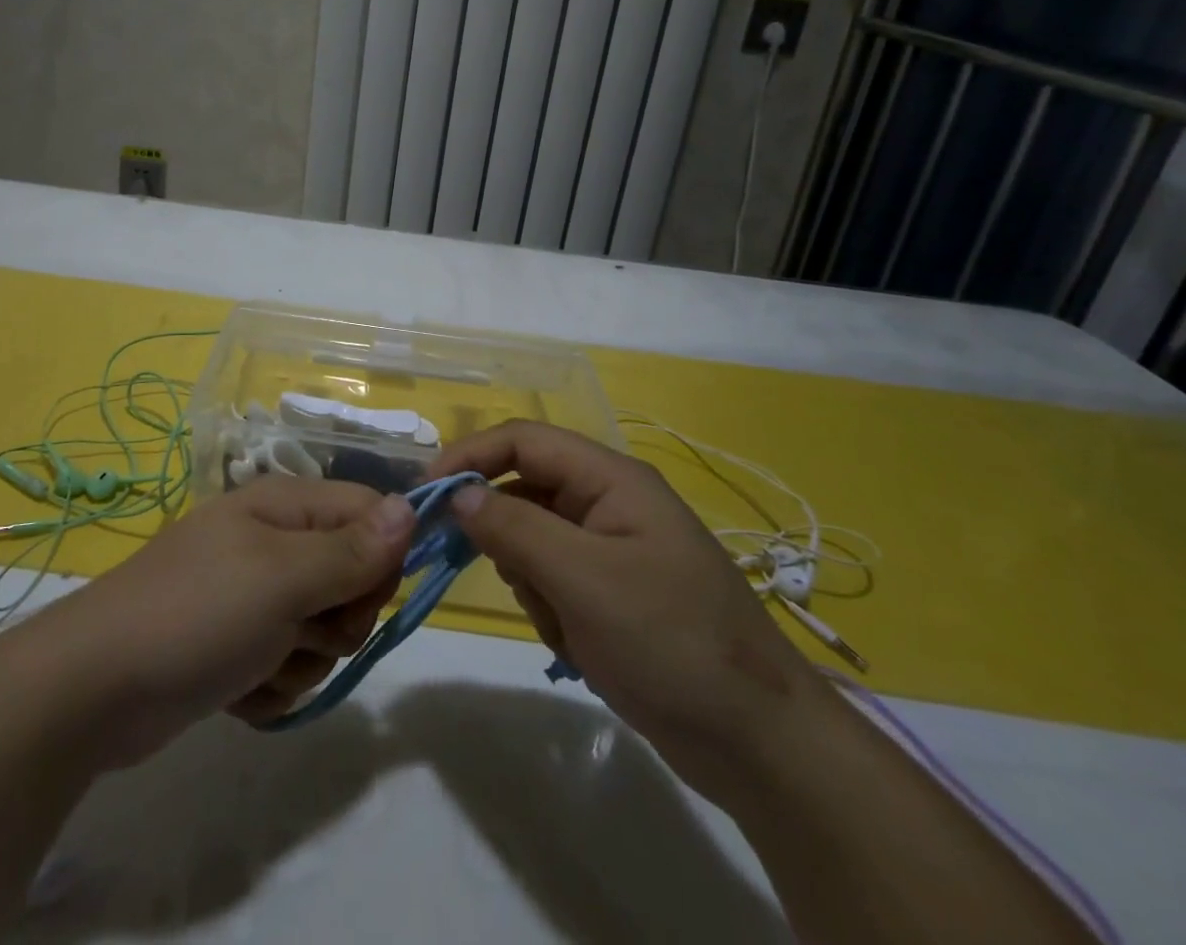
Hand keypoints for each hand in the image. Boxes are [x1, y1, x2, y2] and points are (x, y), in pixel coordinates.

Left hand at [21, 478, 414, 767]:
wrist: (94, 688)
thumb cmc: (197, 614)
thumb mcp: (283, 578)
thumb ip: (352, 549)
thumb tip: (412, 507)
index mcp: (284, 507)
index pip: (369, 513)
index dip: (382, 557)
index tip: (368, 598)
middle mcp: (274, 543)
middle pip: (352, 577)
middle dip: (338, 619)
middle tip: (302, 630)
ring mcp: (253, 596)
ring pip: (323, 631)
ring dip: (302, 660)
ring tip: (257, 662)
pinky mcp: (237, 645)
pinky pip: (288, 664)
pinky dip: (271, 684)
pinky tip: (236, 688)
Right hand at [432, 421, 826, 805]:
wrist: (760, 745)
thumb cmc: (672, 643)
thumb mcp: (584, 580)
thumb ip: (514, 527)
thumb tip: (458, 493)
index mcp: (611, 479)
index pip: (523, 440)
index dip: (470, 456)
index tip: (425, 494)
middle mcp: (609, 502)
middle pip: (524, 489)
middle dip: (500, 530)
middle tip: (482, 571)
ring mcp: (611, 549)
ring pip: (532, 538)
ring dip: (528, 578)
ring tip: (559, 622)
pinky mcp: (610, 592)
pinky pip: (551, 578)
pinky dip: (548, 607)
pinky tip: (575, 644)